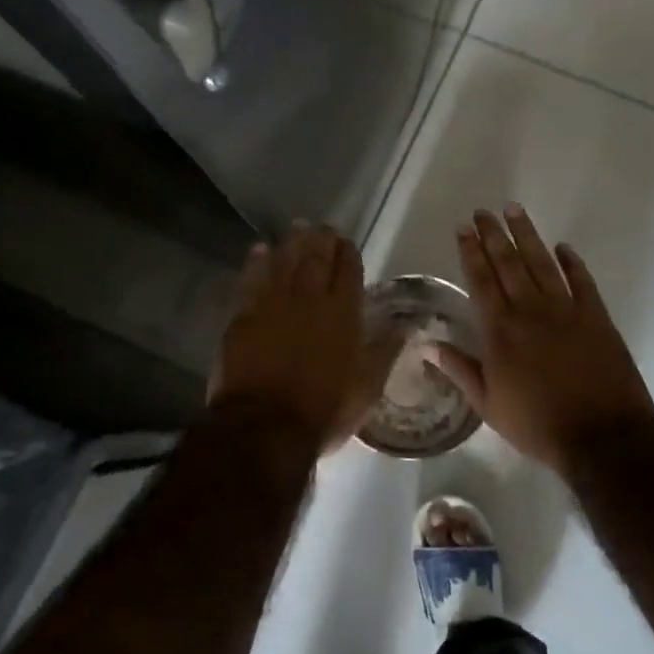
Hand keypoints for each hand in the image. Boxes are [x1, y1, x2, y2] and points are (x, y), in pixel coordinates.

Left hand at [208, 222, 379, 454]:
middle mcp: (310, 300)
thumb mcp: (367, 387)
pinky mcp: (244, 316)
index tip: (346, 241)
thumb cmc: (324, 411)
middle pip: (316, 260)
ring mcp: (273, 305)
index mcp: (343, 314)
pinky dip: (257, 262)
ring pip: (285, 262)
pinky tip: (260, 249)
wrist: (264, 427)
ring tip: (297, 227)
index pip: (348, 272)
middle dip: (321, 240)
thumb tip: (409, 323)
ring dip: (292, 243)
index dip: (348, 254)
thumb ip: (386, 350)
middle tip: (323, 226)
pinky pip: (251, 279)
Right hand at [430, 206, 653, 474]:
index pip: (481, 281)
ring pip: (542, 263)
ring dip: (527, 235)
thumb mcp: (488, 405)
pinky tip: (563, 247)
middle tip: (484, 211)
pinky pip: (582, 281)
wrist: (602, 437)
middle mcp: (530, 311)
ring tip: (514, 210)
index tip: (464, 228)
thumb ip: (459, 369)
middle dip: (493, 235)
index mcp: (501, 331)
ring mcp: (566, 310)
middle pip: (508, 264)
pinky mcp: (596, 317)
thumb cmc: (538, 425)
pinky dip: (572, 262)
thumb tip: (427, 345)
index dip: (471, 253)